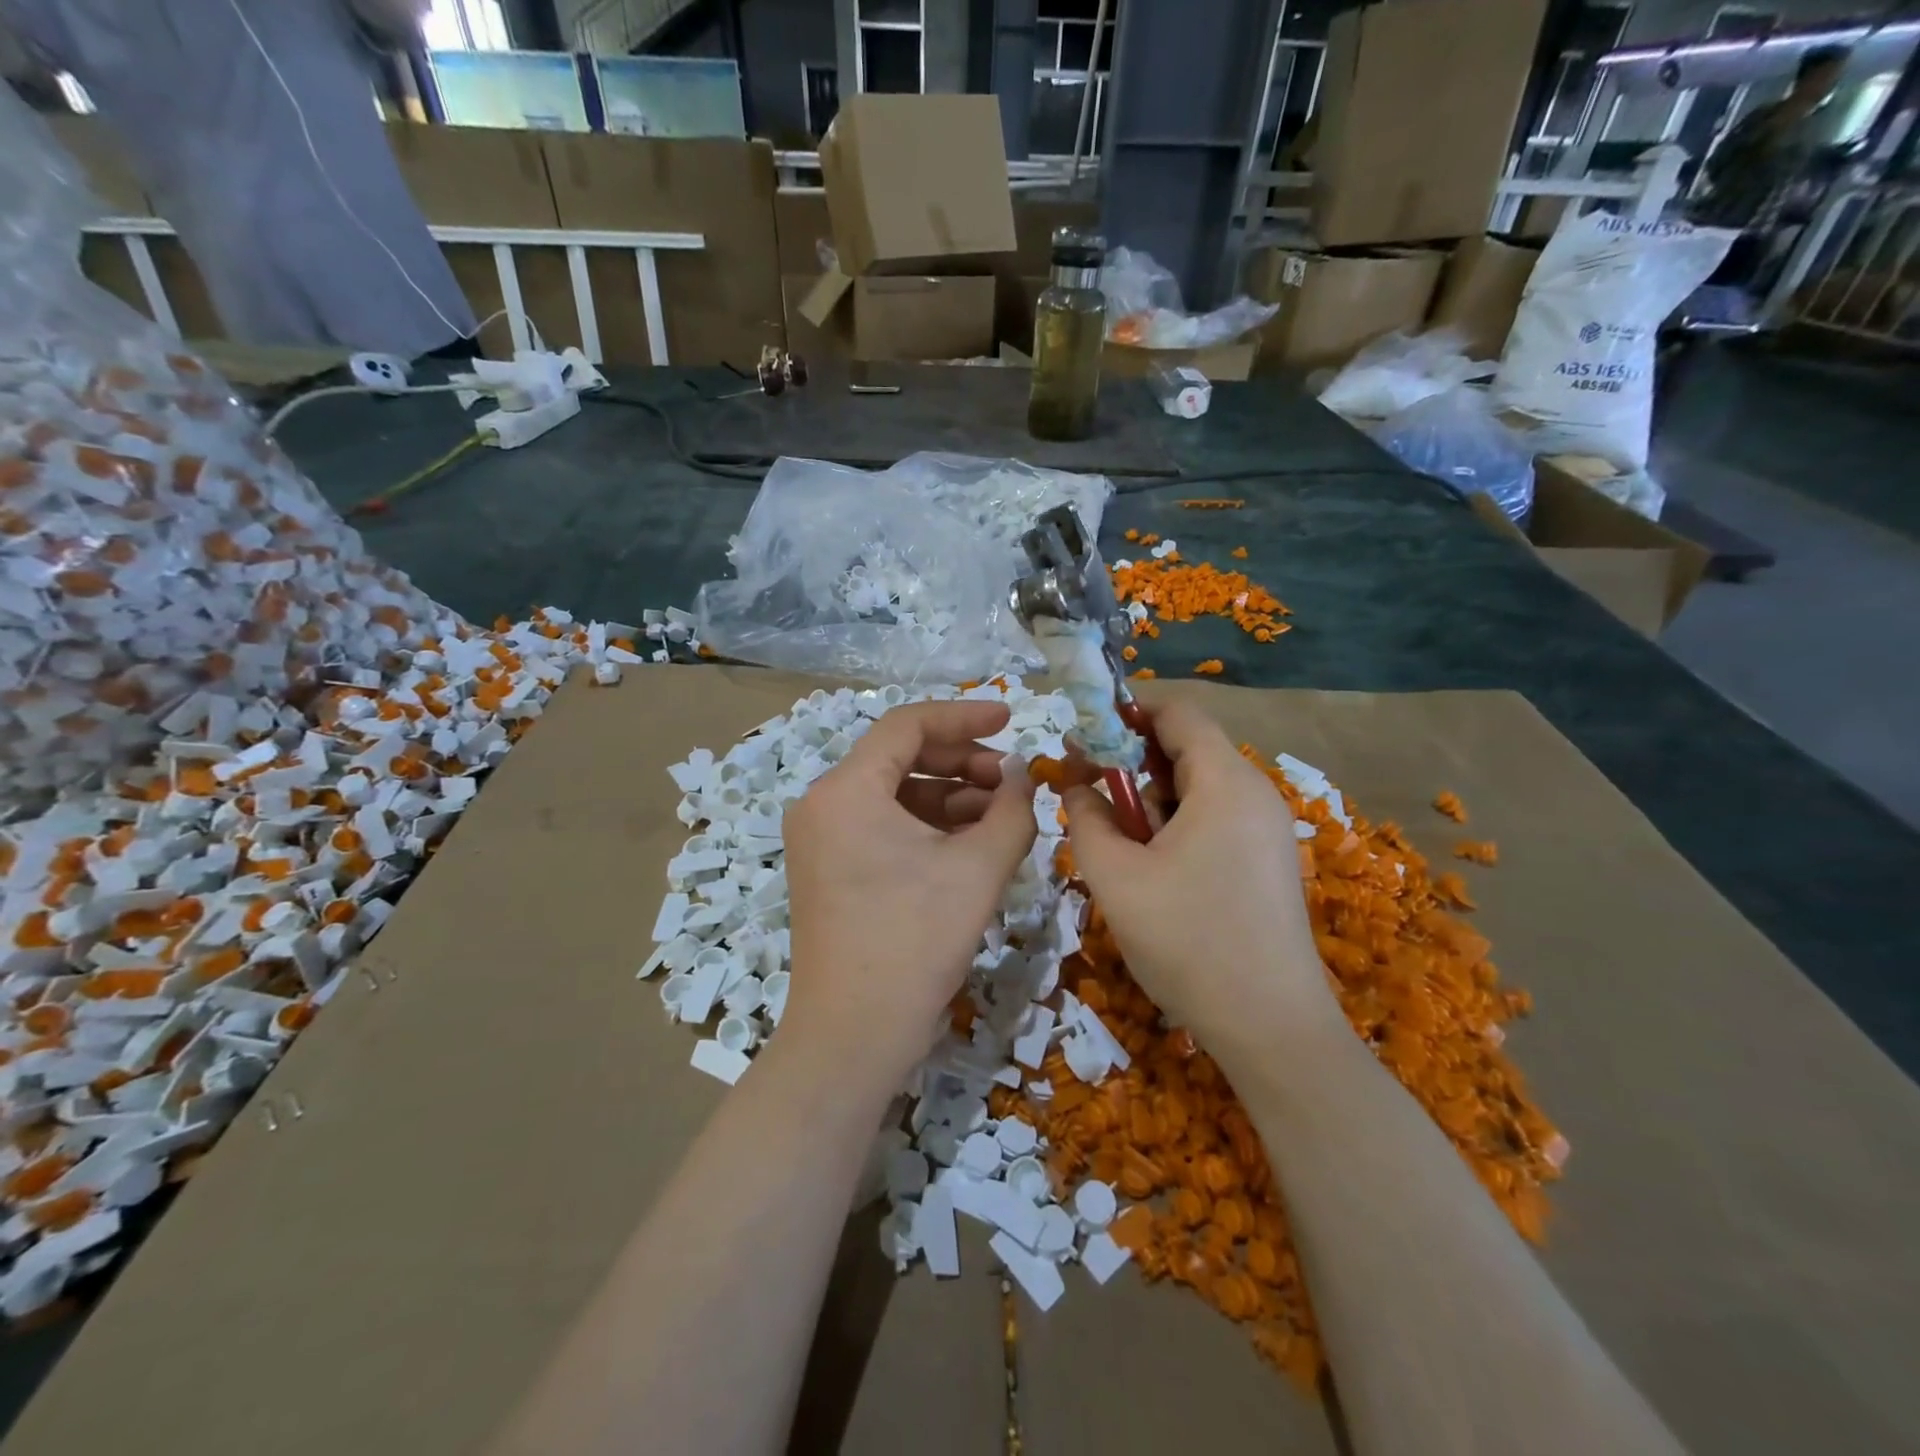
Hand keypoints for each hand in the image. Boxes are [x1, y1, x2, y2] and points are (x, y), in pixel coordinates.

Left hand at [782, 701, 1037, 1078]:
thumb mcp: (977, 869)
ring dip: (949, 796)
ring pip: (894, 793)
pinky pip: (882, 825)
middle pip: (899, 756)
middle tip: (1011, 779)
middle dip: (961, 761)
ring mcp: (821, 838)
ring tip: (1000, 815)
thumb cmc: (914, 943)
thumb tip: (1022, 776)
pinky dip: (926, 825)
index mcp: (846, 790)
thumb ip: (1011, 810)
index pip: (907, 725)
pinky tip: (970, 842)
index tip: (1010, 718)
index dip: (964, 716)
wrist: (853, 1036)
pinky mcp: (829, 868)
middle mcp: (823, 804)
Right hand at [1062, 700, 1341, 1061]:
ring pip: (1198, 787)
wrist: (1270, 1027)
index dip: (1126, 713)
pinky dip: (1176, 823)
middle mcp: (1255, 794)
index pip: (1177, 713)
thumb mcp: (1116, 877)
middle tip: (1087, 790)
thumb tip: (1078, 786)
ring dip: (1151, 797)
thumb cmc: (1188, 941)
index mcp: (1225, 783)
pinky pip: (1215, 818)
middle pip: (1187, 748)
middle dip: (1131, 760)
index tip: (1083, 736)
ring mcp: (1267, 829)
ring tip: (1117, 839)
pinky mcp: (1267, 860)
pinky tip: (1152, 866)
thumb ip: (1085, 819)